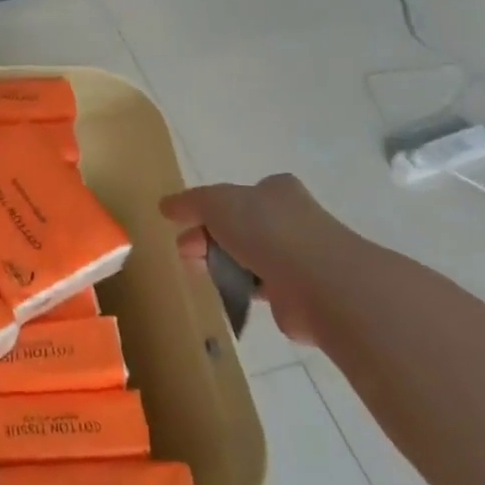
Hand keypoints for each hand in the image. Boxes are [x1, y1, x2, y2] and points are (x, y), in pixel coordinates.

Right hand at [159, 175, 348, 346]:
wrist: (318, 282)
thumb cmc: (267, 230)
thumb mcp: (216, 203)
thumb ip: (190, 202)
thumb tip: (165, 205)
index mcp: (276, 191)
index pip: (240, 195)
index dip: (209, 209)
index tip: (186, 225)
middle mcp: (291, 219)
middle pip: (239, 226)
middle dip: (208, 238)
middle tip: (186, 252)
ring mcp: (298, 257)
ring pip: (249, 257)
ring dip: (223, 265)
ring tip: (201, 275)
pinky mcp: (299, 293)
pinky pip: (260, 287)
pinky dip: (242, 290)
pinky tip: (229, 294)